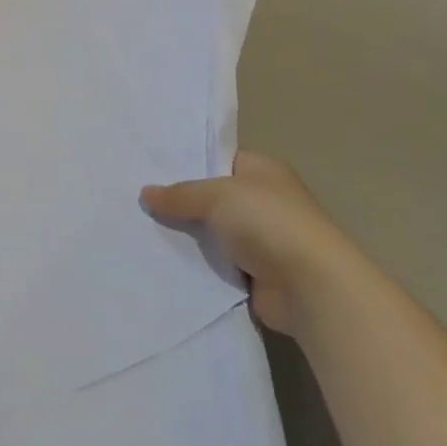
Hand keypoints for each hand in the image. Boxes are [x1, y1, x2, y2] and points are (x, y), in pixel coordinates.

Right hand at [142, 150, 360, 335]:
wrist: (309, 286)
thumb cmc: (268, 223)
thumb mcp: (216, 196)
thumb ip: (180, 194)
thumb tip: (146, 193)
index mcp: (262, 170)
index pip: (219, 160)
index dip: (188, 163)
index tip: (150, 170)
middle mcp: (264, 201)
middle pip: (212, 197)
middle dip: (180, 202)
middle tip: (137, 202)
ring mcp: (261, 239)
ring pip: (212, 233)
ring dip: (187, 237)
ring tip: (140, 232)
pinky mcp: (255, 273)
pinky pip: (216, 264)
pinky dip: (198, 265)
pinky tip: (163, 262)